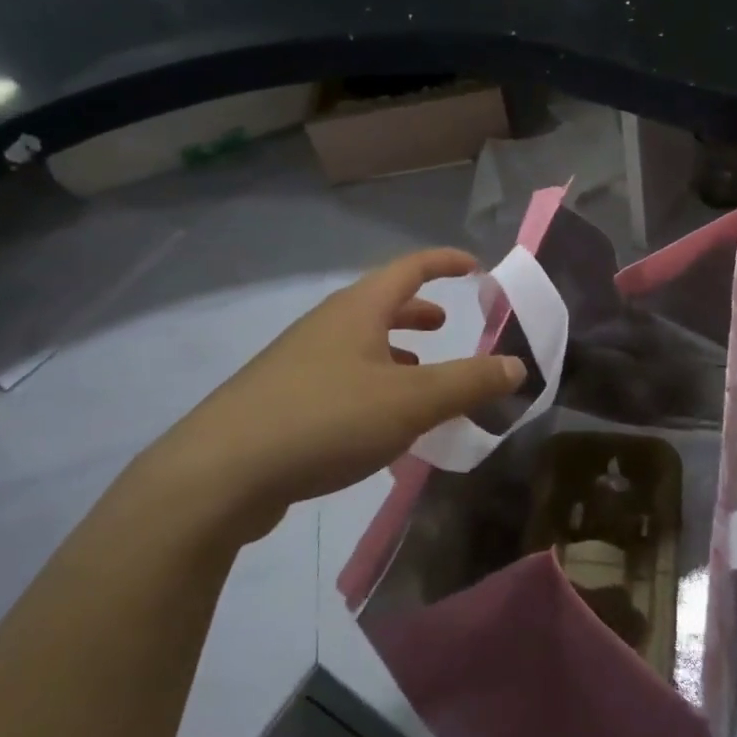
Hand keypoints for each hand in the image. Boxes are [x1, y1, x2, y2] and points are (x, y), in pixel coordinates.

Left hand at [143, 249, 524, 541]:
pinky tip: (378, 425)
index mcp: (357, 310)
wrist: (219, 474)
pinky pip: (340, 378)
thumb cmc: (325, 420)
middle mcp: (326, 326)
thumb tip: (517, 365)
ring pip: (358, 344)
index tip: (475, 267)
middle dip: (417, 310)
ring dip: (393, 352)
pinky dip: (371, 385)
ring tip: (419, 377)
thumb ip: (468, 383)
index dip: (445, 262)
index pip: (410, 268)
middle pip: (380, 303)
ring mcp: (298, 362)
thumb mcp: (411, 402)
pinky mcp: (280, 400)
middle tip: (445, 324)